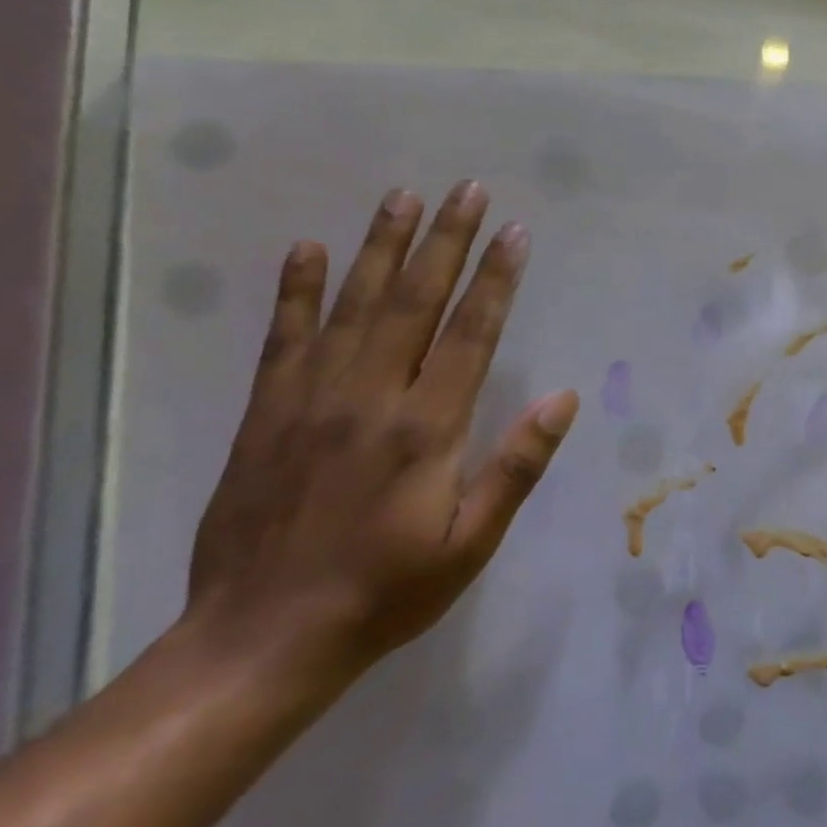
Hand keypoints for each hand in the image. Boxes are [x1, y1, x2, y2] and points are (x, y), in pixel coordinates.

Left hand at [186, 182, 578, 679]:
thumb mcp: (472, 542)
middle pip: (414, 302)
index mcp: (426, 430)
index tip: (514, 232)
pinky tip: (306, 249)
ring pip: (352, 306)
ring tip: (403, 197)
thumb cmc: (389, 591)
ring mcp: (310, 401)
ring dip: (380, 247)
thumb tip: (562, 399)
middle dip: (446, 241)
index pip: (470, 335)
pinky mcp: (267, 414)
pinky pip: (283, 339)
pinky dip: (294, 290)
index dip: (495, 280)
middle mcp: (370, 399)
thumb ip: (516, 466)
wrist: (264, 637)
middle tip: (467, 189)